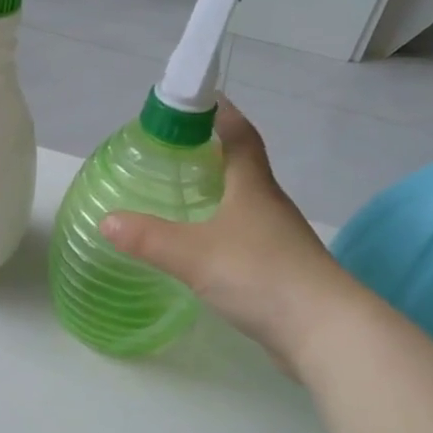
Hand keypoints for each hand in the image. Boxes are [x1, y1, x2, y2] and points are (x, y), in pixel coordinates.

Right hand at [101, 101, 352, 368]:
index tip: (198, 100)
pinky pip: (245, 237)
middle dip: (211, 153)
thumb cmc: (260, 275)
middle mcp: (269, 205)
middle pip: (243, 167)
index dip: (221, 113)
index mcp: (253, 187)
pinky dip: (222, 230)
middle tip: (172, 152)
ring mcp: (278, 239)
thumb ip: (148, 238)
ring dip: (218, 193)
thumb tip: (107, 221)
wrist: (325, 332)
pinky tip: (201, 247)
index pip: (240, 135)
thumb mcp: (194, 254)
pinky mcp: (279, 270)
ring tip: (181, 196)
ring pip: (244, 204)